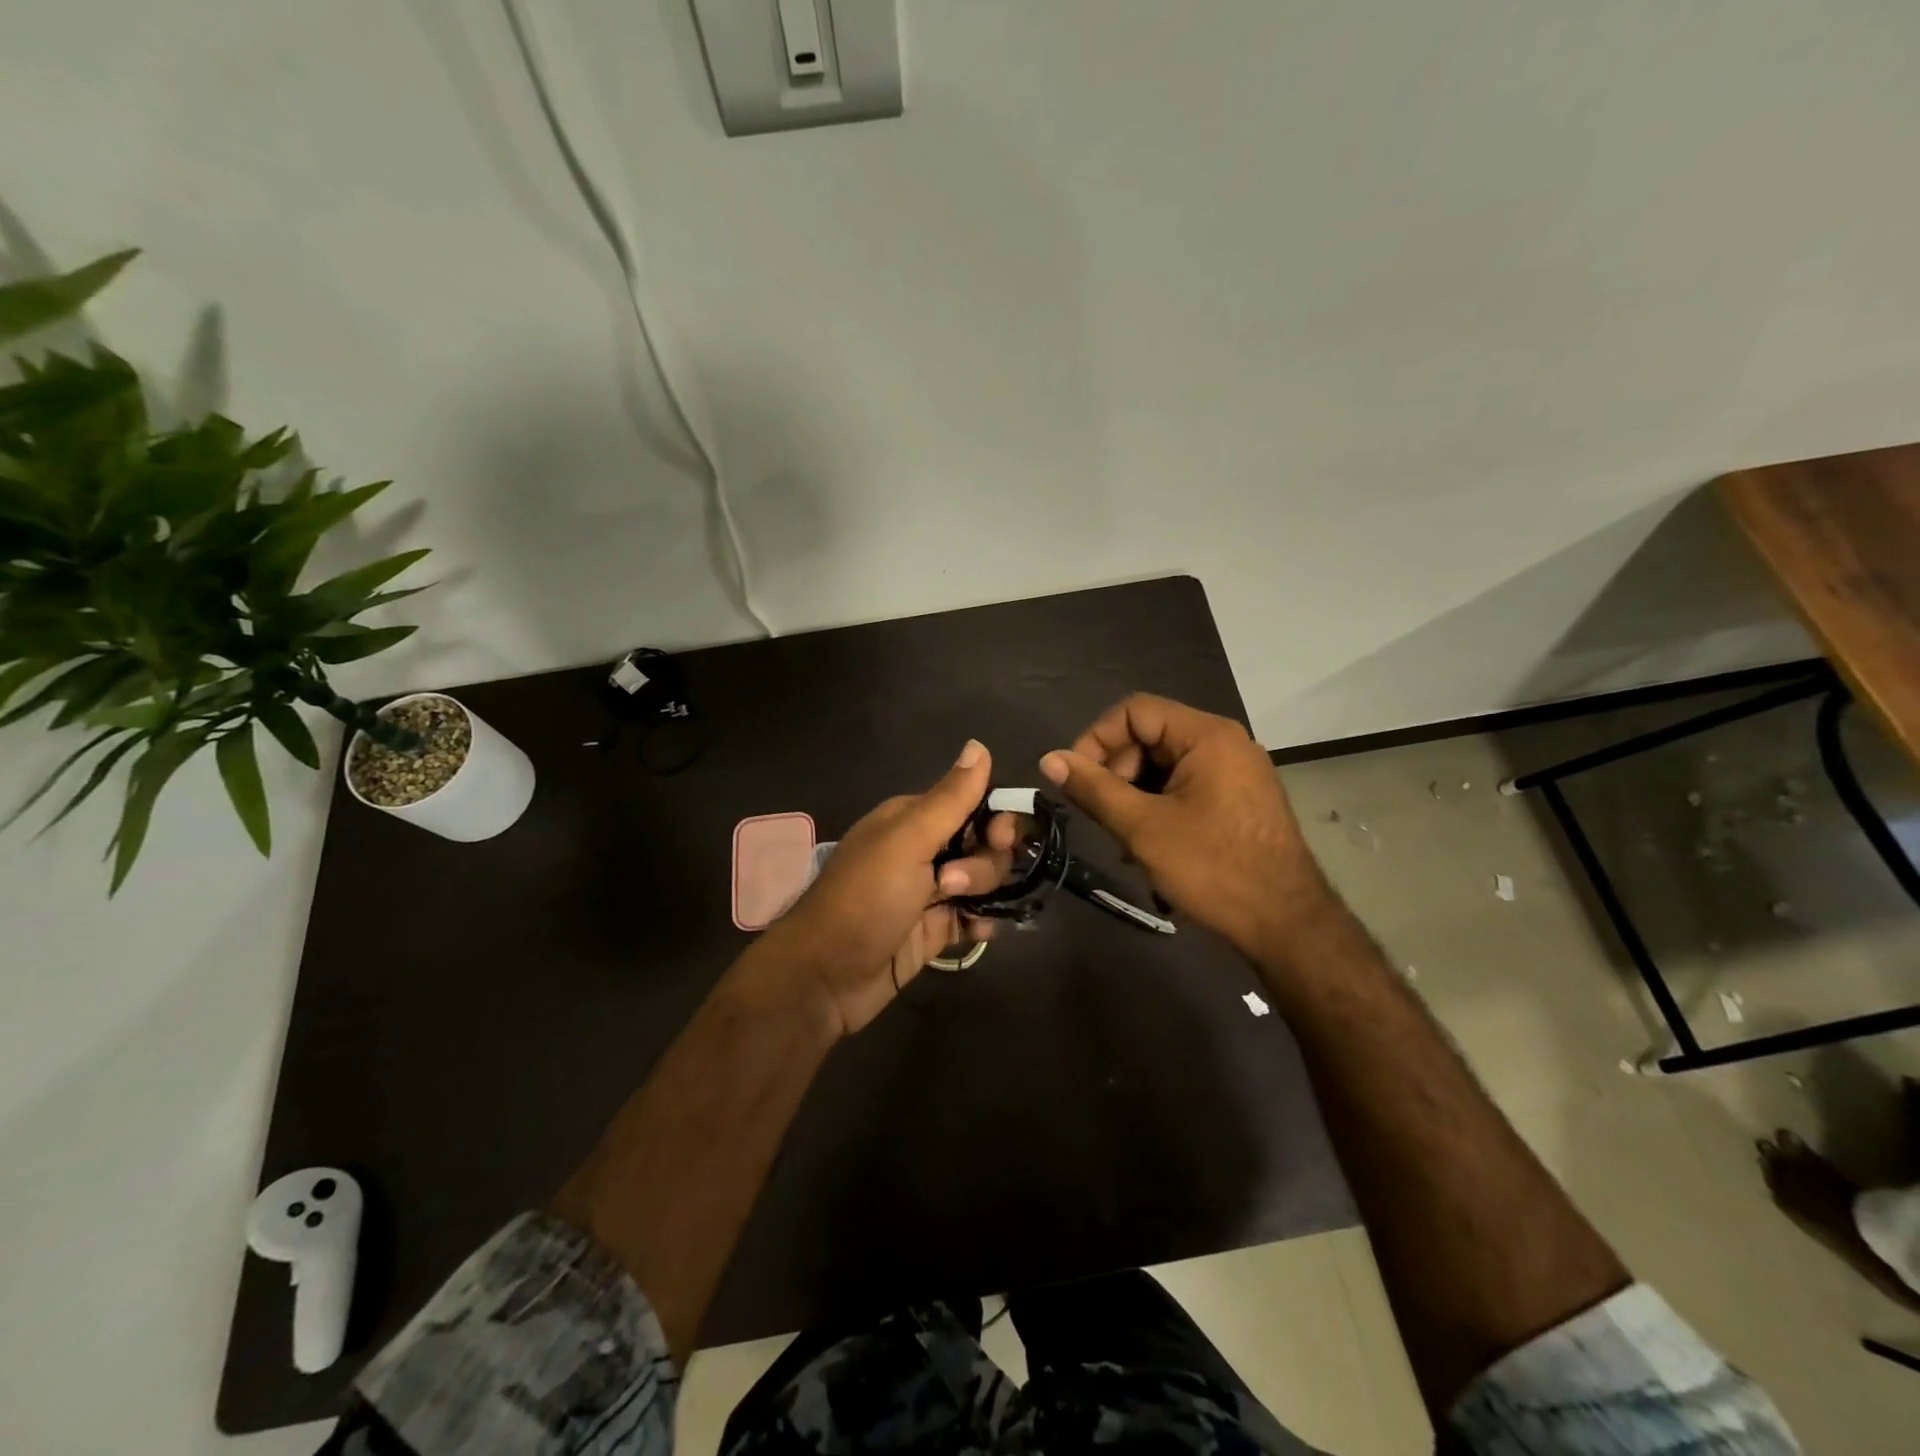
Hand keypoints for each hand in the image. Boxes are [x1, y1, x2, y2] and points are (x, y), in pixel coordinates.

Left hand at [762, 740, 1010, 1036]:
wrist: (826, 977)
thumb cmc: (865, 899)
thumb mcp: (908, 841)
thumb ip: (950, 798)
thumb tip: (979, 744)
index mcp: (913, 819)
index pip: (973, 804)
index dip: (995, 820)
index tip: (999, 838)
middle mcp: (924, 850)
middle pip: (984, 844)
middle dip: (984, 864)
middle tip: (953, 884)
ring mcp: (930, 892)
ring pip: (983, 881)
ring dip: (982, 892)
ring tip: (954, 912)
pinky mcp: (935, 930)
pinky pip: (975, 916)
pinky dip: (982, 921)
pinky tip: (977, 932)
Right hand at [1039, 694, 1330, 957]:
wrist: (1286, 924)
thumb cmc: (1212, 869)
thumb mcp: (1142, 828)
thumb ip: (1093, 789)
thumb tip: (1050, 759)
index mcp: (1207, 736)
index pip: (1134, 710)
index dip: (1097, 739)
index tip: (1077, 780)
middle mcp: (1226, 742)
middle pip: (1151, 735)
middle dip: (1117, 771)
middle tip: (1102, 815)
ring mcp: (1238, 771)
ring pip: (1166, 764)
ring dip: (1135, 793)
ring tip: (1124, 836)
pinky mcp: (1241, 798)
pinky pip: (1187, 784)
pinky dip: (1160, 804)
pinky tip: (1151, 843)